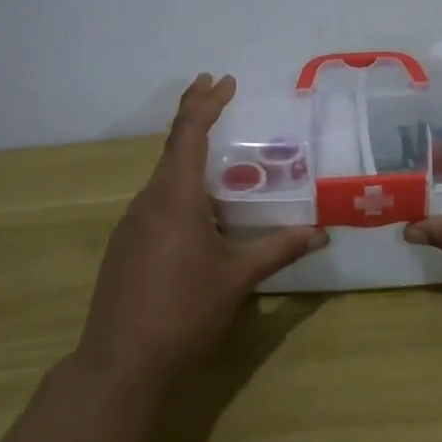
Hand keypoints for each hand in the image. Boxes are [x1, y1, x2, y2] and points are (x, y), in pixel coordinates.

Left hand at [78, 73, 326, 388]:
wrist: (120, 362)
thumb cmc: (184, 310)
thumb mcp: (238, 277)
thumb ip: (279, 249)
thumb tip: (321, 233)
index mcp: (175, 195)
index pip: (189, 131)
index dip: (205, 102)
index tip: (223, 80)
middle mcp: (148, 200)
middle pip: (173, 147)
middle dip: (197, 119)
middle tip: (221, 99)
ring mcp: (131, 224)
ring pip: (164, 178)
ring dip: (190, 160)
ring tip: (223, 164)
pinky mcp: (125, 247)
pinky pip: (156, 204)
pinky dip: (180, 193)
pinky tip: (199, 218)